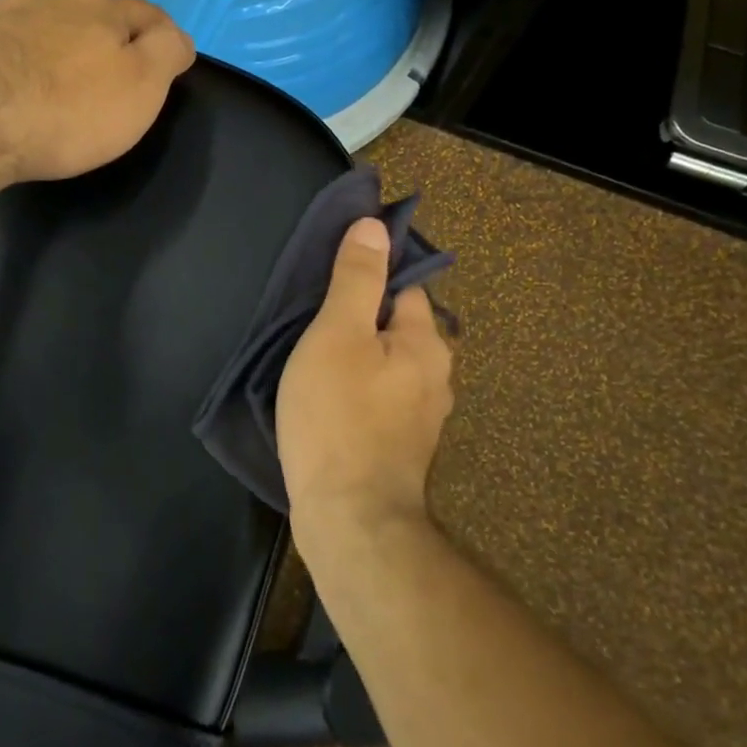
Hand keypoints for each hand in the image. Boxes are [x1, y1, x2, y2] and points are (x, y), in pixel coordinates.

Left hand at [0, 0, 194, 184]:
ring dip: (47, 29)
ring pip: (34, 13)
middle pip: (90, 9)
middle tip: (110, 69)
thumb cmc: (70, 112)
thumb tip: (177, 36)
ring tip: (50, 58)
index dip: (162, 38)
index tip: (169, 62)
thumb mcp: (144, 87)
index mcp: (100, 9)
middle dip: (104, 32)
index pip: (146, 13)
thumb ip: (168, 52)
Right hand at [276, 218, 453, 559]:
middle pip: (396, 327)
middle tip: (312, 320)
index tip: (330, 278)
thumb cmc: (339, 417)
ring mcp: (421, 418)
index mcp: (426, 342)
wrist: (351, 521)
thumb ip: (356, 279)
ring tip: (312, 360)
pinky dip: (356, 391)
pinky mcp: (400, 448)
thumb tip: (375, 225)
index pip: (405, 285)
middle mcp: (435, 376)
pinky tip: (326, 401)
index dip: (370, 274)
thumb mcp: (338, 333)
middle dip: (360, 319)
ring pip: (386, 366)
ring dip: (357, 358)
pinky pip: (379, 399)